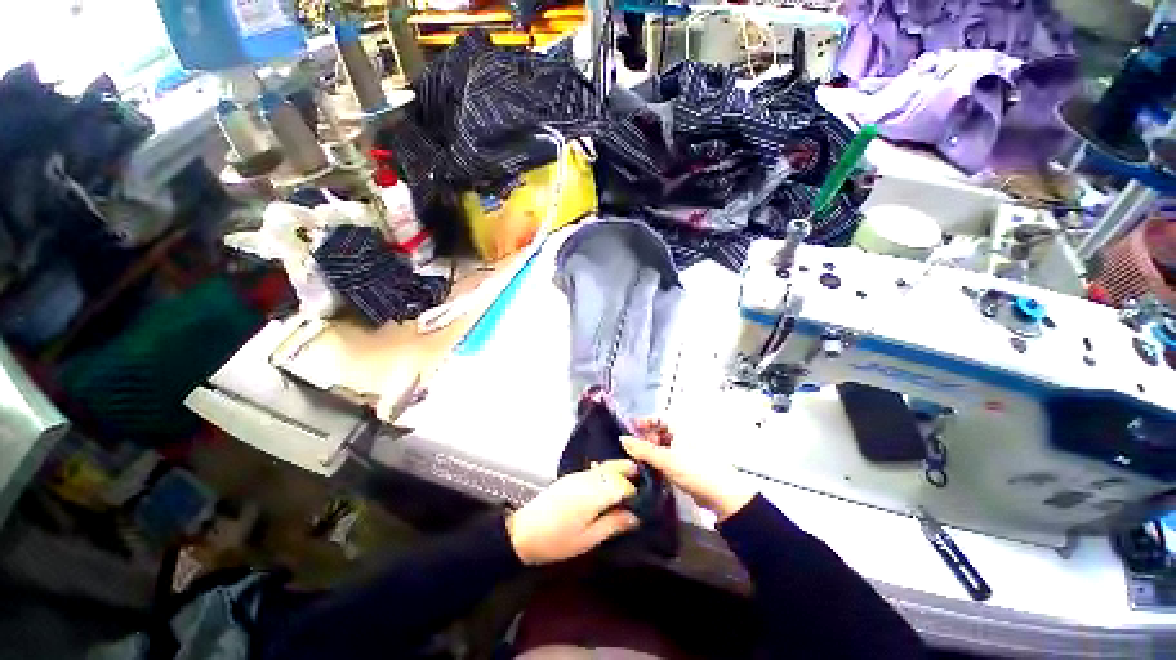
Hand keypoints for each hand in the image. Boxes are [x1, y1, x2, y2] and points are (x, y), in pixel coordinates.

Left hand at [507, 460, 640, 564]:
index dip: (635, 491)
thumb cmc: (557, 541)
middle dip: (629, 471)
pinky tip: (609, 480)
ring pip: (604, 467)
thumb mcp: (587, 539)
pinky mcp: (571, 477)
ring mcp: (578, 476)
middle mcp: (587, 479)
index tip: (646, 499)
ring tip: (632, 478)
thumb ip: (613, 524)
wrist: (524, 531)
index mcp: (594, 494)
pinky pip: (594, 469)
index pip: (622, 485)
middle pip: (613, 469)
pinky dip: (606, 471)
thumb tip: (635, 517)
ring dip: (618, 469)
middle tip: (643, 479)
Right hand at [622, 422, 755, 521]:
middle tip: (635, 450)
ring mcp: (689, 448)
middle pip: (661, 431)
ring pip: (666, 444)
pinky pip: (671, 455)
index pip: (659, 417)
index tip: (630, 431)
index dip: (644, 422)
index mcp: (682, 425)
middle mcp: (686, 432)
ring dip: (653, 451)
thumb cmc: (694, 469)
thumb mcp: (665, 459)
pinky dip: (661, 460)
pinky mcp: (691, 462)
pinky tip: (653, 469)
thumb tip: (622, 439)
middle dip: (647, 439)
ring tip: (641, 461)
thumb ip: (642, 449)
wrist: (723, 495)